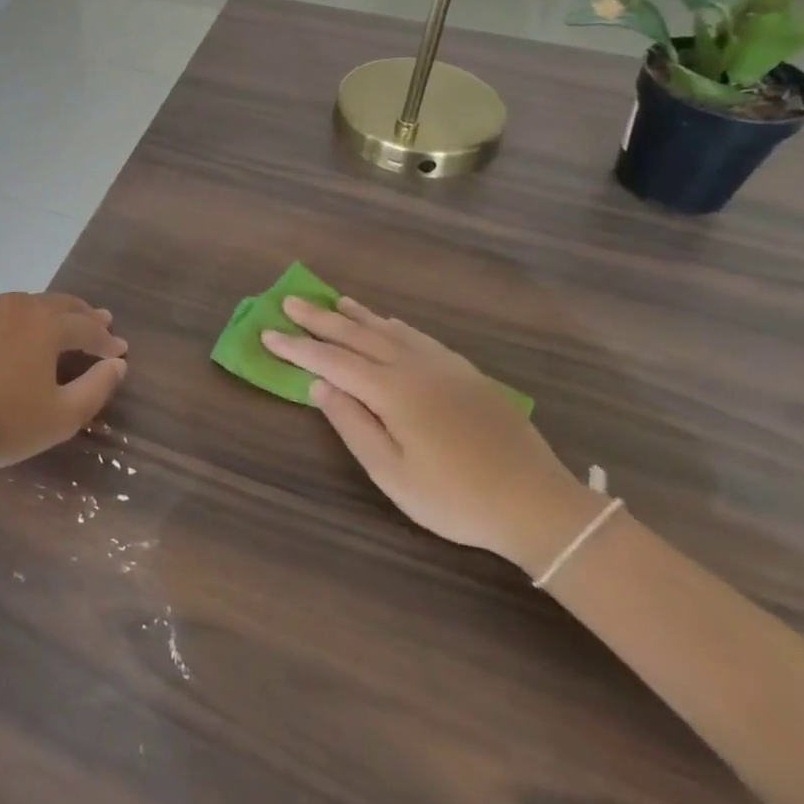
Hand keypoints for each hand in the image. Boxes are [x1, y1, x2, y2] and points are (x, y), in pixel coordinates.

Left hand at [0, 293, 128, 485]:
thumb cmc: (2, 424)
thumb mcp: (61, 417)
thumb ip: (97, 387)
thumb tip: (117, 364)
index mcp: (46, 324)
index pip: (87, 327)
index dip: (106, 339)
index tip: (119, 350)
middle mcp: (17, 306)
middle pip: (59, 304)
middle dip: (83, 315)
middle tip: (100, 322)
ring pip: (27, 304)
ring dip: (51, 313)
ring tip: (61, 325)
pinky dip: (18, 320)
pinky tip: (16, 334)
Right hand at [264, 297, 598, 574]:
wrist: (536, 502)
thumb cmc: (455, 498)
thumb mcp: (393, 475)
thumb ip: (352, 426)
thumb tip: (318, 386)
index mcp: (392, 391)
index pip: (332, 361)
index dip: (297, 347)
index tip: (267, 333)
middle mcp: (413, 367)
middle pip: (357, 335)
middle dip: (320, 319)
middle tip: (290, 302)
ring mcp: (443, 365)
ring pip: (389, 329)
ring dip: (356, 315)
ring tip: (333, 301)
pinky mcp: (465, 372)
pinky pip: (418, 336)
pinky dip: (393, 325)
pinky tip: (388, 322)